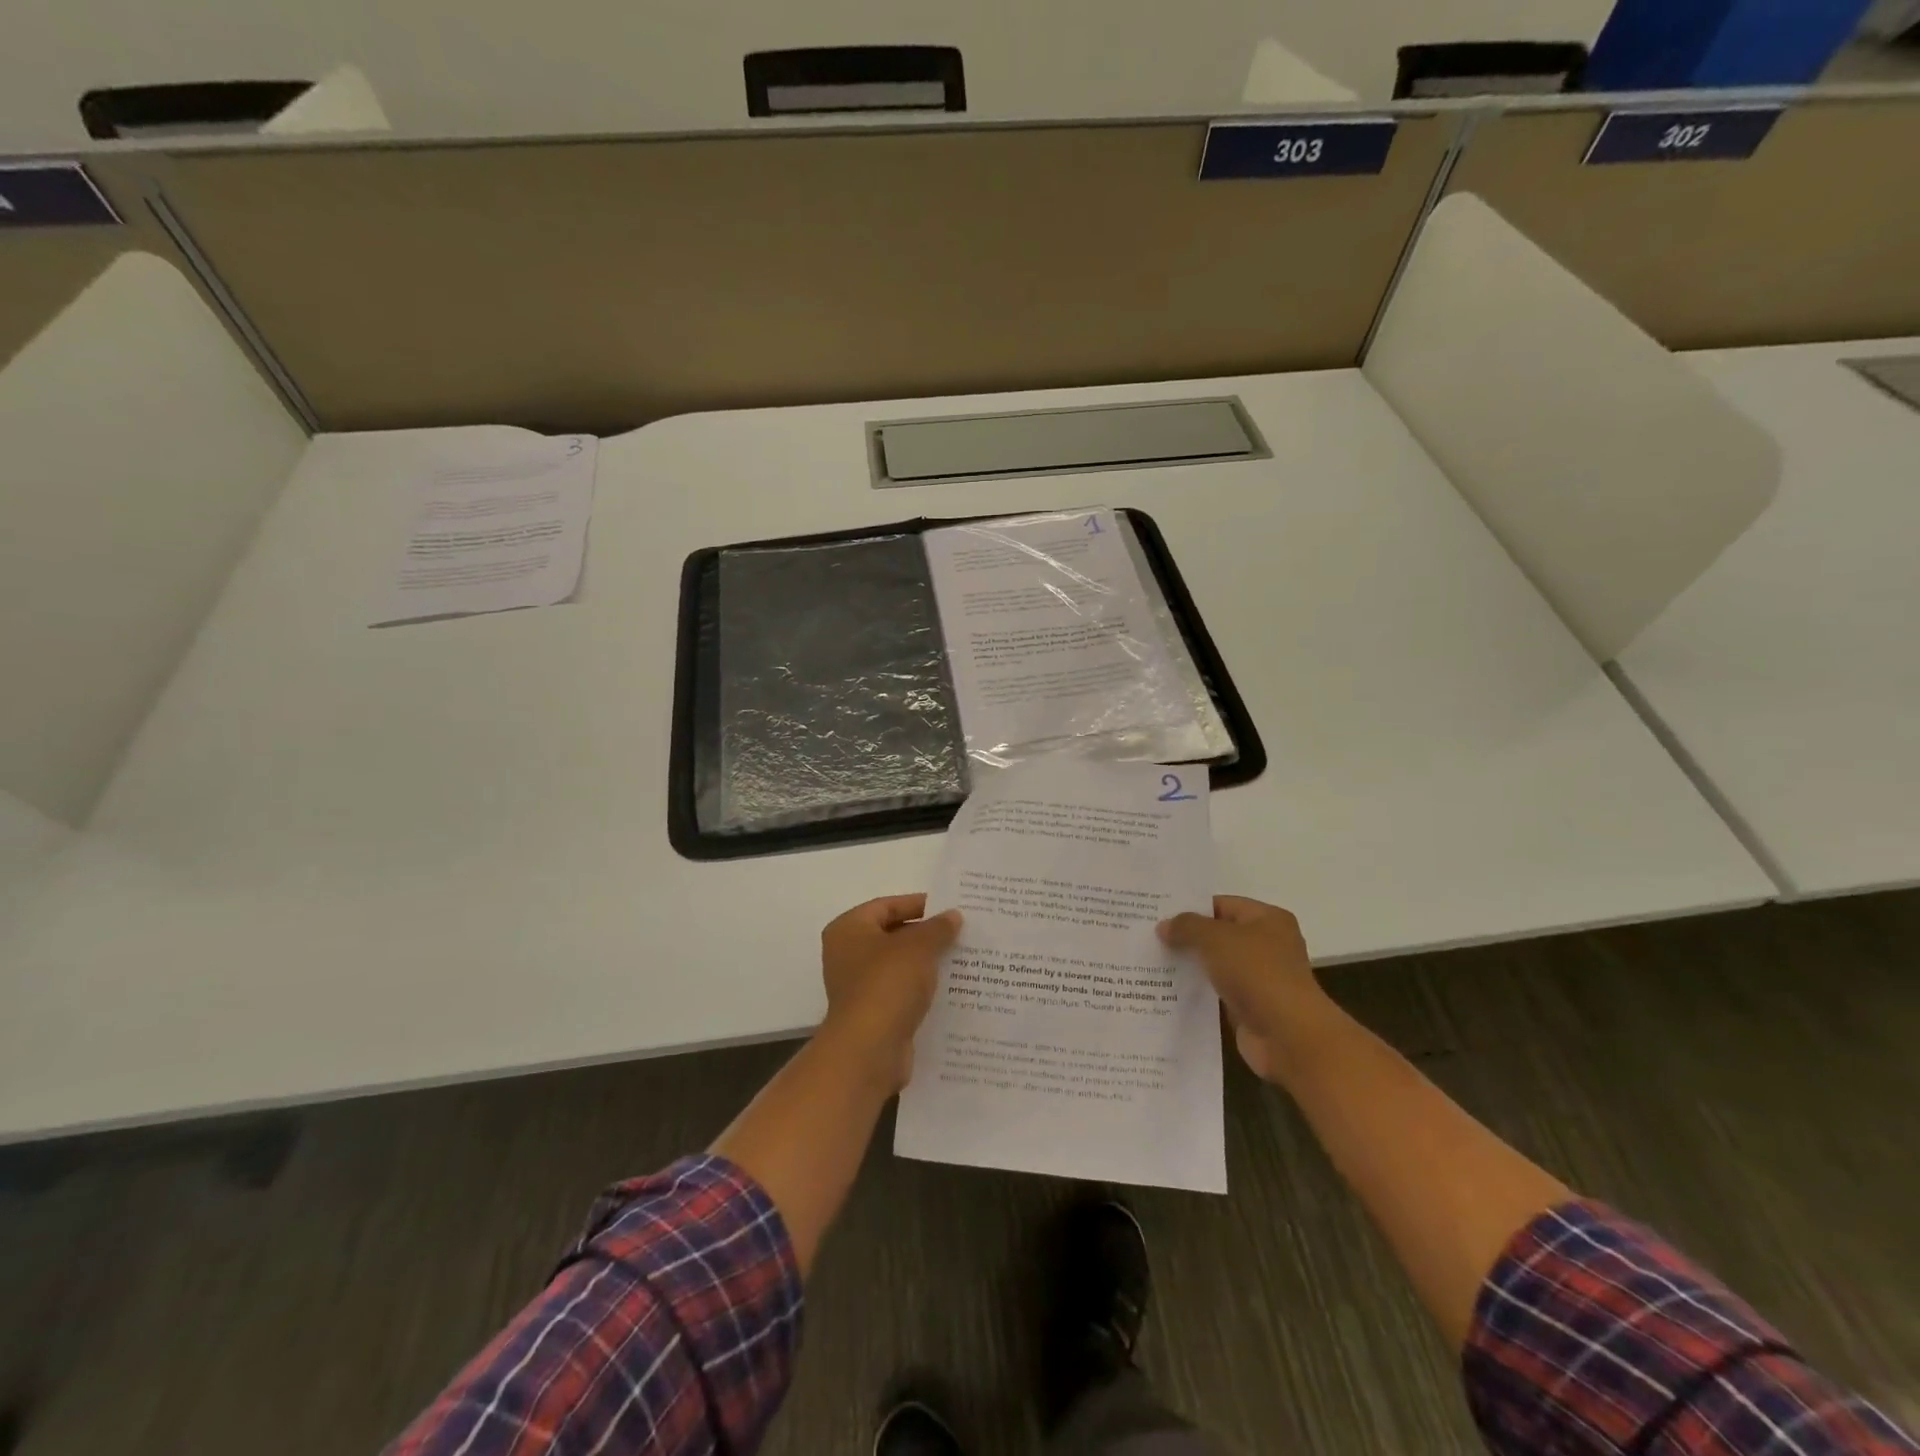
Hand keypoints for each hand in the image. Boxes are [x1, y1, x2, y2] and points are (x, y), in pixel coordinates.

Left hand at [819, 894, 961, 1091]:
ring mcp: (859, 987)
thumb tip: (953, 916)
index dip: (918, 904)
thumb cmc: (887, 984)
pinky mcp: (873, 1014)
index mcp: (848, 929)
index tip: (950, 909)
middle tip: (961, 933)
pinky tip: (952, 989)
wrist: (869, 1050)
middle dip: (926, 935)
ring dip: (927, 963)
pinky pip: (902, 992)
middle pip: (893, 935)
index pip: (886, 906)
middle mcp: (847, 955)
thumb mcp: (918, 947)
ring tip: (963, 959)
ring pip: (899, 966)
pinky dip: (923, 989)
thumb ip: (937, 928)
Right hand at [1158, 896, 1329, 1082]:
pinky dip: (1198, 992)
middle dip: (1188, 938)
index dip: (1191, 908)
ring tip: (1152, 962)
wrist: (1288, 1036)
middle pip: (1219, 935)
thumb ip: (1187, 927)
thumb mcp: (1215, 939)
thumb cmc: (1256, 973)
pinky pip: (1217, 992)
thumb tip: (1164, 926)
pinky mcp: (1251, 1007)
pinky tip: (1168, 990)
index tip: (1158, 914)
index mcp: (1268, 920)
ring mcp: (1260, 978)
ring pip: (1217, 965)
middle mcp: (1268, 945)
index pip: (1223, 905)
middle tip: (1150, 937)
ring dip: (1191, 966)